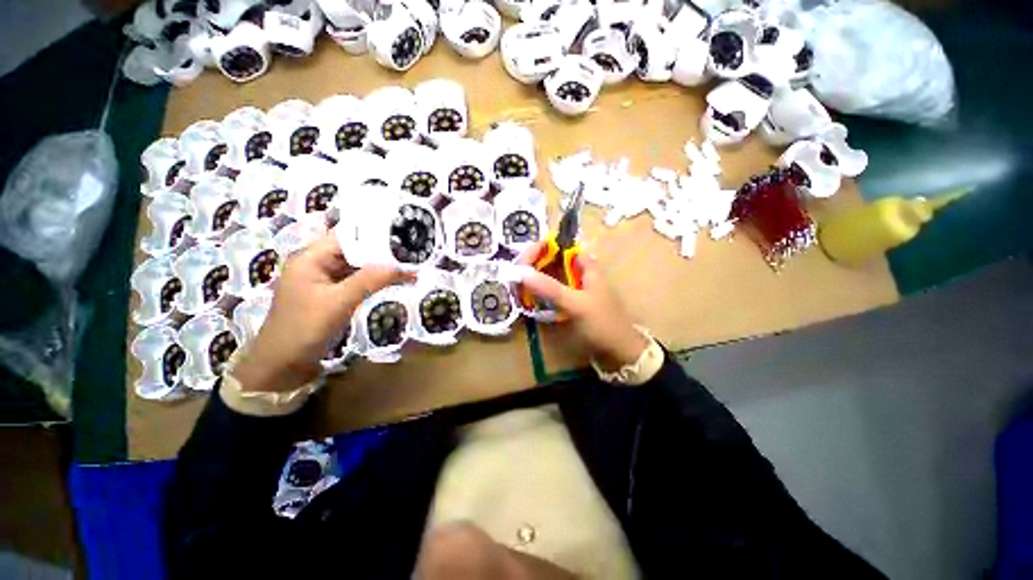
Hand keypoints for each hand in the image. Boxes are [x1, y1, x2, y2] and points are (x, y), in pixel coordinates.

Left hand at [232, 233, 406, 391]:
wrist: (283, 364)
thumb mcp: (338, 302)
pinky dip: (374, 280)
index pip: (346, 236)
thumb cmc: (304, 328)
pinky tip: (393, 280)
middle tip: (412, 251)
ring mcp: (325, 279)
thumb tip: (402, 266)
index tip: (402, 235)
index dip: (373, 234)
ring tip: (409, 263)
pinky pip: (357, 280)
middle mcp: (317, 263)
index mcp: (311, 257)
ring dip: (380, 266)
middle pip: (354, 250)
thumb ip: (369, 280)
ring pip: (357, 266)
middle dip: (381, 251)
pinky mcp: (332, 293)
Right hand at [519, 244, 648, 370]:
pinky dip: (540, 291)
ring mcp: (575, 287)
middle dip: (533, 264)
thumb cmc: (602, 323)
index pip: (559, 245)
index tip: (522, 262)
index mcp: (585, 264)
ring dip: (535, 278)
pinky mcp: (571, 301)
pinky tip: (530, 297)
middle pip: (553, 259)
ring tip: (518, 286)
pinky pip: (552, 290)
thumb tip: (521, 272)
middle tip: (515, 276)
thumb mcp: (576, 304)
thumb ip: (550, 288)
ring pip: (551, 275)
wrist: (619, 351)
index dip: (539, 248)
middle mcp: (579, 271)